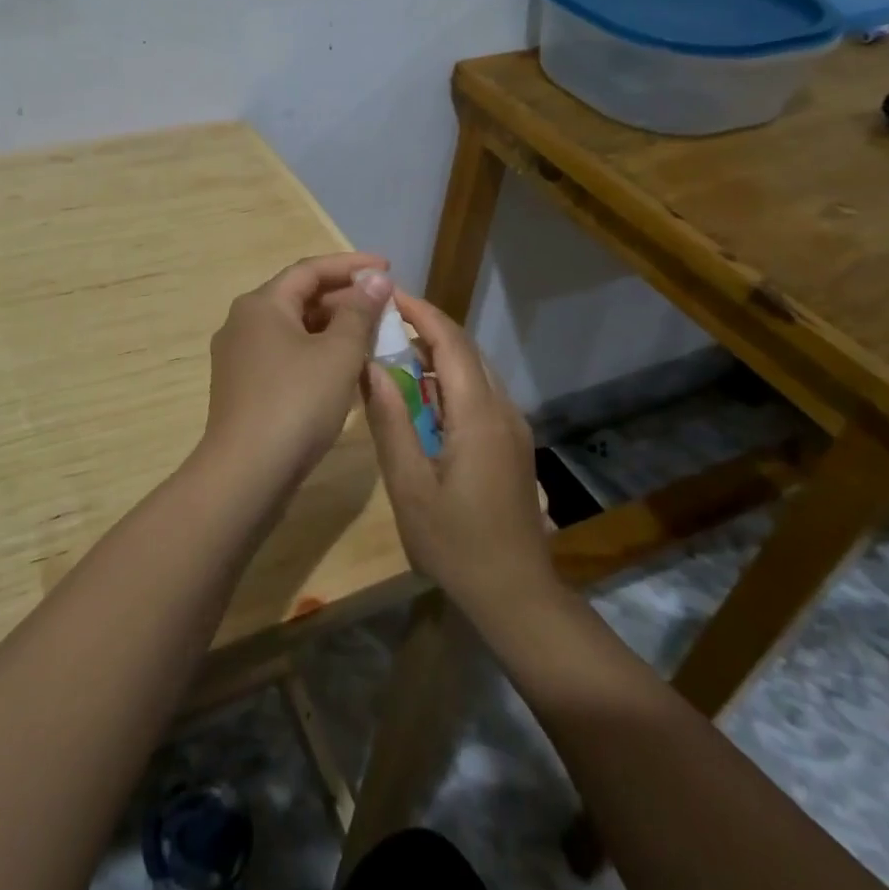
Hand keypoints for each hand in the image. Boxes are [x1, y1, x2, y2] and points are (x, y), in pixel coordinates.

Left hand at [201, 254, 393, 488]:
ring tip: (372, 337)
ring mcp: (240, 357)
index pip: (310, 270)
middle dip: (344, 299)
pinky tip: (345, 371)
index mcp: (261, 304)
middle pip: (299, 298)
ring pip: (294, 330)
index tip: (387, 267)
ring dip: (333, 329)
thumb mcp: (338, 354)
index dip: (351, 265)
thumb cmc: (296, 403)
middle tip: (384, 307)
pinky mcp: (243, 388)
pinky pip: (286, 357)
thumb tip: (375, 279)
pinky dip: (316, 355)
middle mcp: (243, 322)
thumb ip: (359, 312)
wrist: (246, 473)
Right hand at [362, 291, 557, 617]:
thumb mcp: (409, 485)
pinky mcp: (512, 443)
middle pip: (465, 350)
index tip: (388, 295)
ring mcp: (512, 426)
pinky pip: (480, 393)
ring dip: (438, 352)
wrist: (516, 594)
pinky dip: (450, 379)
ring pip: (475, 370)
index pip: (451, 342)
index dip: (420, 313)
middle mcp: (502, 409)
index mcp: (478, 414)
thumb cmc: (455, 543)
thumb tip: (372, 367)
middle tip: (383, 320)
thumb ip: (390, 422)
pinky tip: (422, 396)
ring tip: (394, 350)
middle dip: (427, 327)